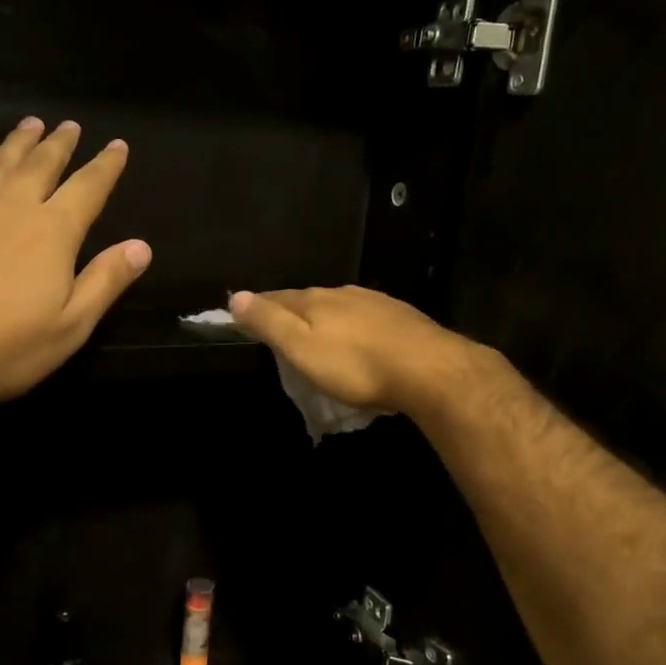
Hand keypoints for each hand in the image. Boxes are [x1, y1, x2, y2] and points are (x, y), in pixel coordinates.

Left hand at [0, 117, 150, 414]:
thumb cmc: (5, 348)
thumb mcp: (70, 326)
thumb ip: (106, 281)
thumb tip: (141, 246)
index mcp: (53, 231)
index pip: (88, 187)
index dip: (106, 165)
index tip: (118, 145)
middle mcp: (12, 206)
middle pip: (41, 163)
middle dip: (60, 143)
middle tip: (70, 125)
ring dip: (19, 142)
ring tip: (31, 124)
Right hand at [228, 285, 486, 417]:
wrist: (429, 370)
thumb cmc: (356, 366)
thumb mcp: (302, 348)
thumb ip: (270, 322)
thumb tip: (237, 296)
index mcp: (315, 301)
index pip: (277, 298)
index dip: (258, 306)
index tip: (242, 314)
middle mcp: (343, 294)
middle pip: (308, 299)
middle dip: (291, 311)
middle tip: (278, 328)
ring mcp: (375, 302)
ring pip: (338, 306)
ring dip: (324, 317)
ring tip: (316, 334)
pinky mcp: (400, 317)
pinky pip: (365, 317)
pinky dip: (352, 326)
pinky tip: (358, 338)